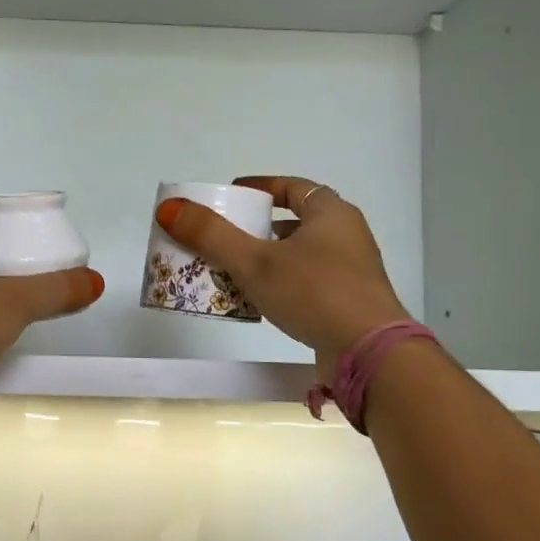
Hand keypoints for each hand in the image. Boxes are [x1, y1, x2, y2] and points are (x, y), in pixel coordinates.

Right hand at [155, 177, 409, 366]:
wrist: (370, 353)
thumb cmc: (315, 293)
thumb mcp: (256, 262)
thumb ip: (212, 235)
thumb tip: (169, 208)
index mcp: (331, 213)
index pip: (294, 187)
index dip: (262, 187)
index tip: (235, 194)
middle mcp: (346, 236)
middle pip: (295, 222)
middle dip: (258, 228)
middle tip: (225, 236)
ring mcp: (351, 272)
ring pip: (300, 256)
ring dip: (267, 259)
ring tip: (233, 269)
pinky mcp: (348, 304)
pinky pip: (307, 284)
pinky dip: (280, 285)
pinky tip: (258, 301)